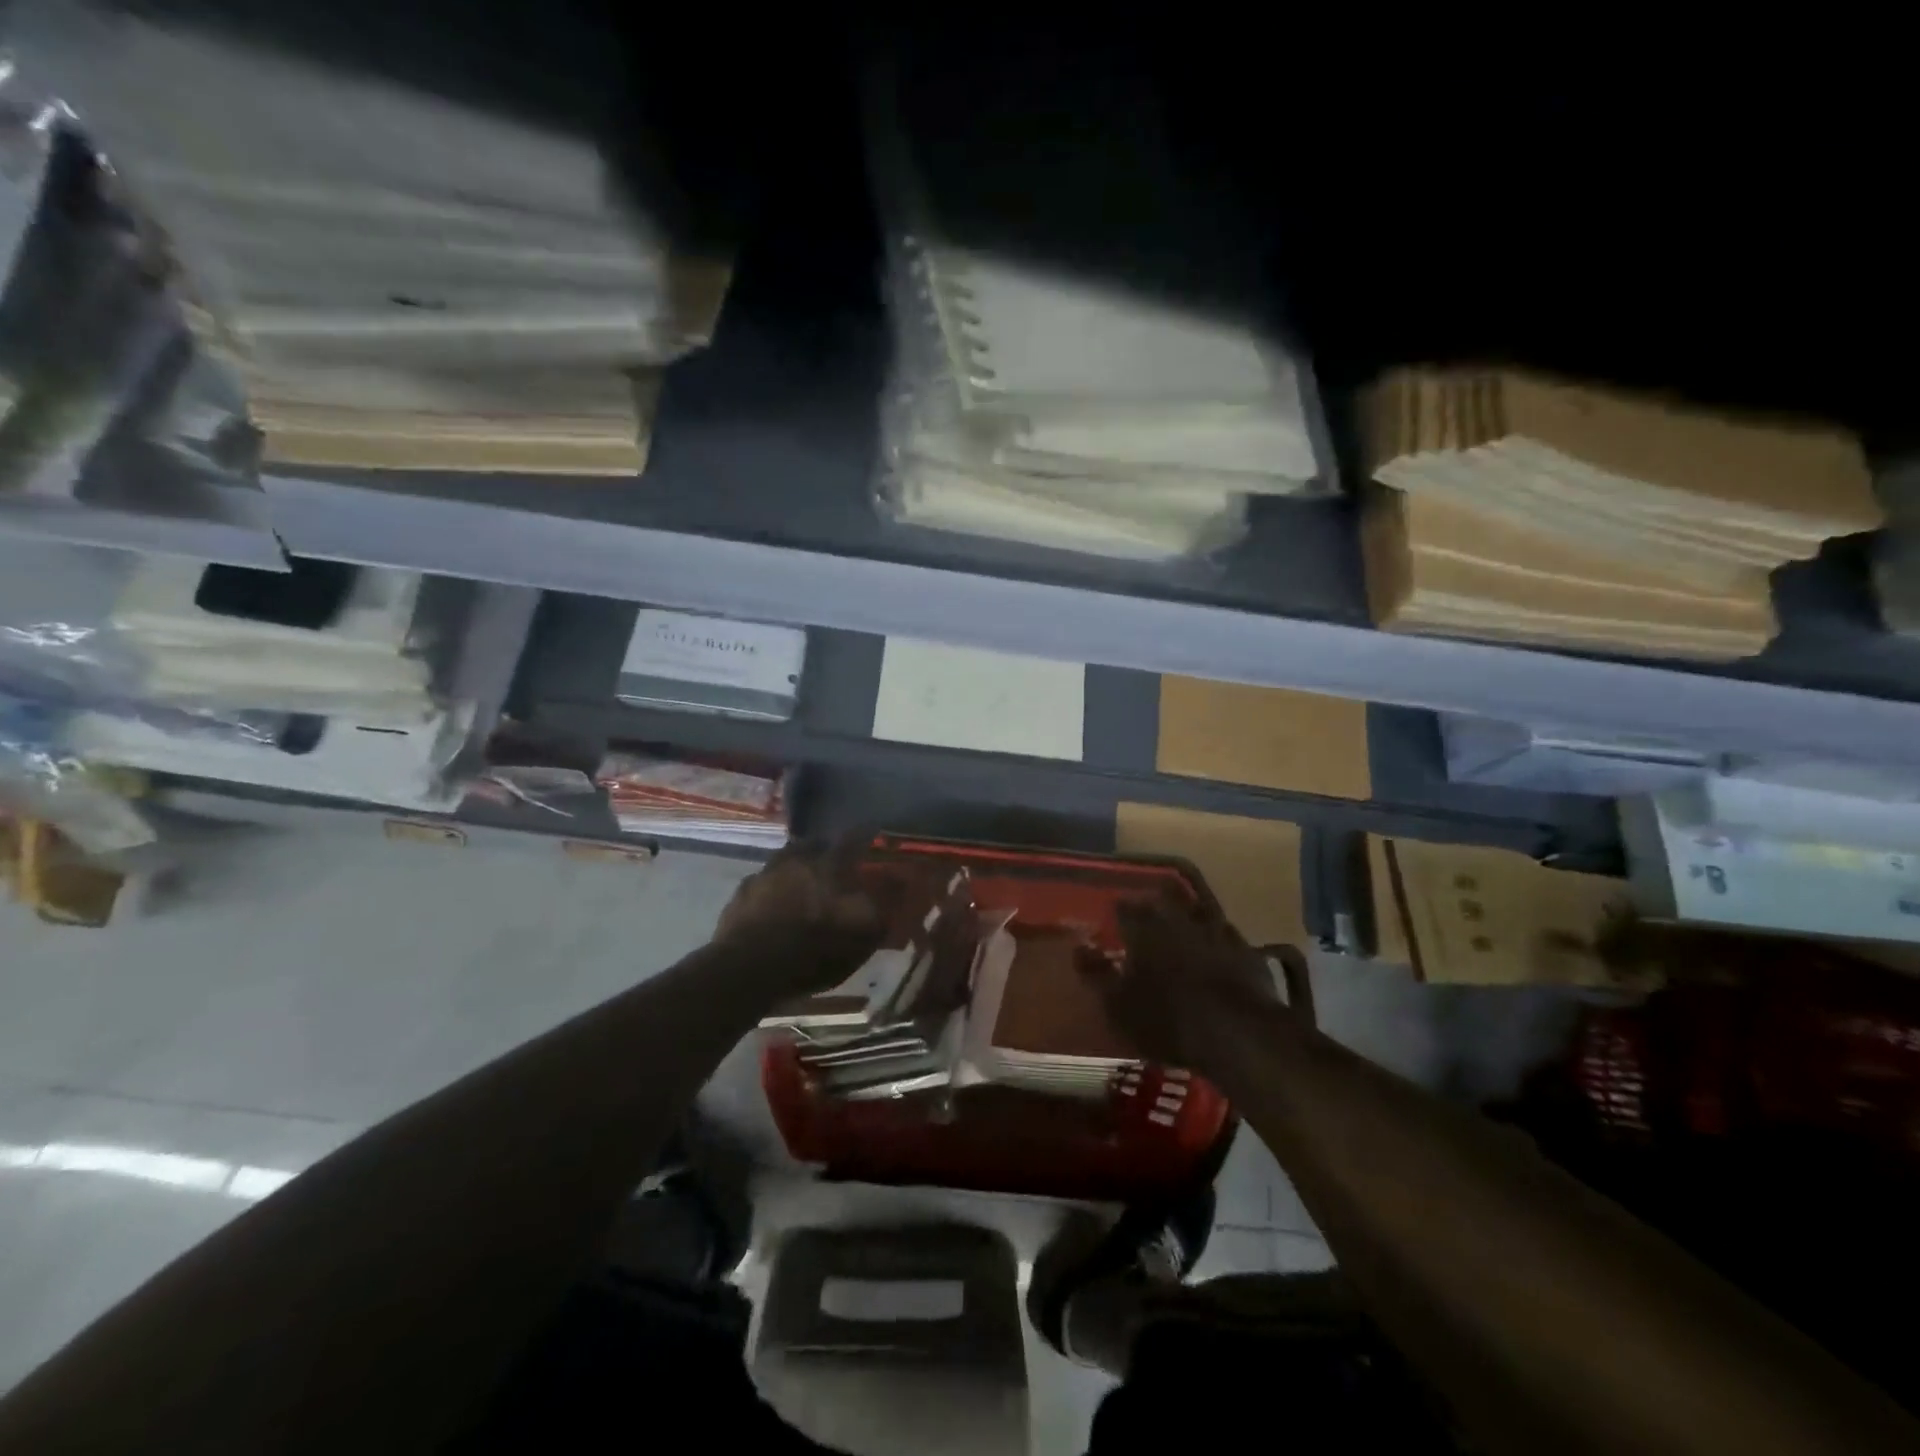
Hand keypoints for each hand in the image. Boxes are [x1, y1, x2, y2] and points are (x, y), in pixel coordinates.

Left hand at [713, 842, 887, 995]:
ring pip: (784, 860)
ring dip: (795, 867)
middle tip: (834, 863)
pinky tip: (773, 905)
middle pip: (814, 843)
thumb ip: (885, 902)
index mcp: (830, 864)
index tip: (874, 833)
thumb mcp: (864, 932)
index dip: (866, 834)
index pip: (855, 837)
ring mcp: (764, 874)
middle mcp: (797, 859)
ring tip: (801, 884)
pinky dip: (771, 890)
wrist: (751, 969)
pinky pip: (761, 884)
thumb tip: (902, 879)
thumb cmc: (816, 949)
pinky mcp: (740, 896)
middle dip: (826, 849)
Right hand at [1082, 899, 1297, 1073]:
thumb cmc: (1167, 1020)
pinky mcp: (1245, 948)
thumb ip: (1096, 974)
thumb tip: (1078, 948)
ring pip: (1197, 909)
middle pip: (1162, 898)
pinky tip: (1216, 945)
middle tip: (1146, 913)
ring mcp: (1216, 930)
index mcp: (1144, 928)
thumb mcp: (1119, 1005)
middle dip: (1153, 902)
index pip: (1124, 907)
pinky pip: (1226, 932)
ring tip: (1181, 923)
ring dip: (1187, 912)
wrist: (1238, 1033)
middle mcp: (1178, 918)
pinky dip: (1217, 935)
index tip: (1114, 918)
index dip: (1118, 911)